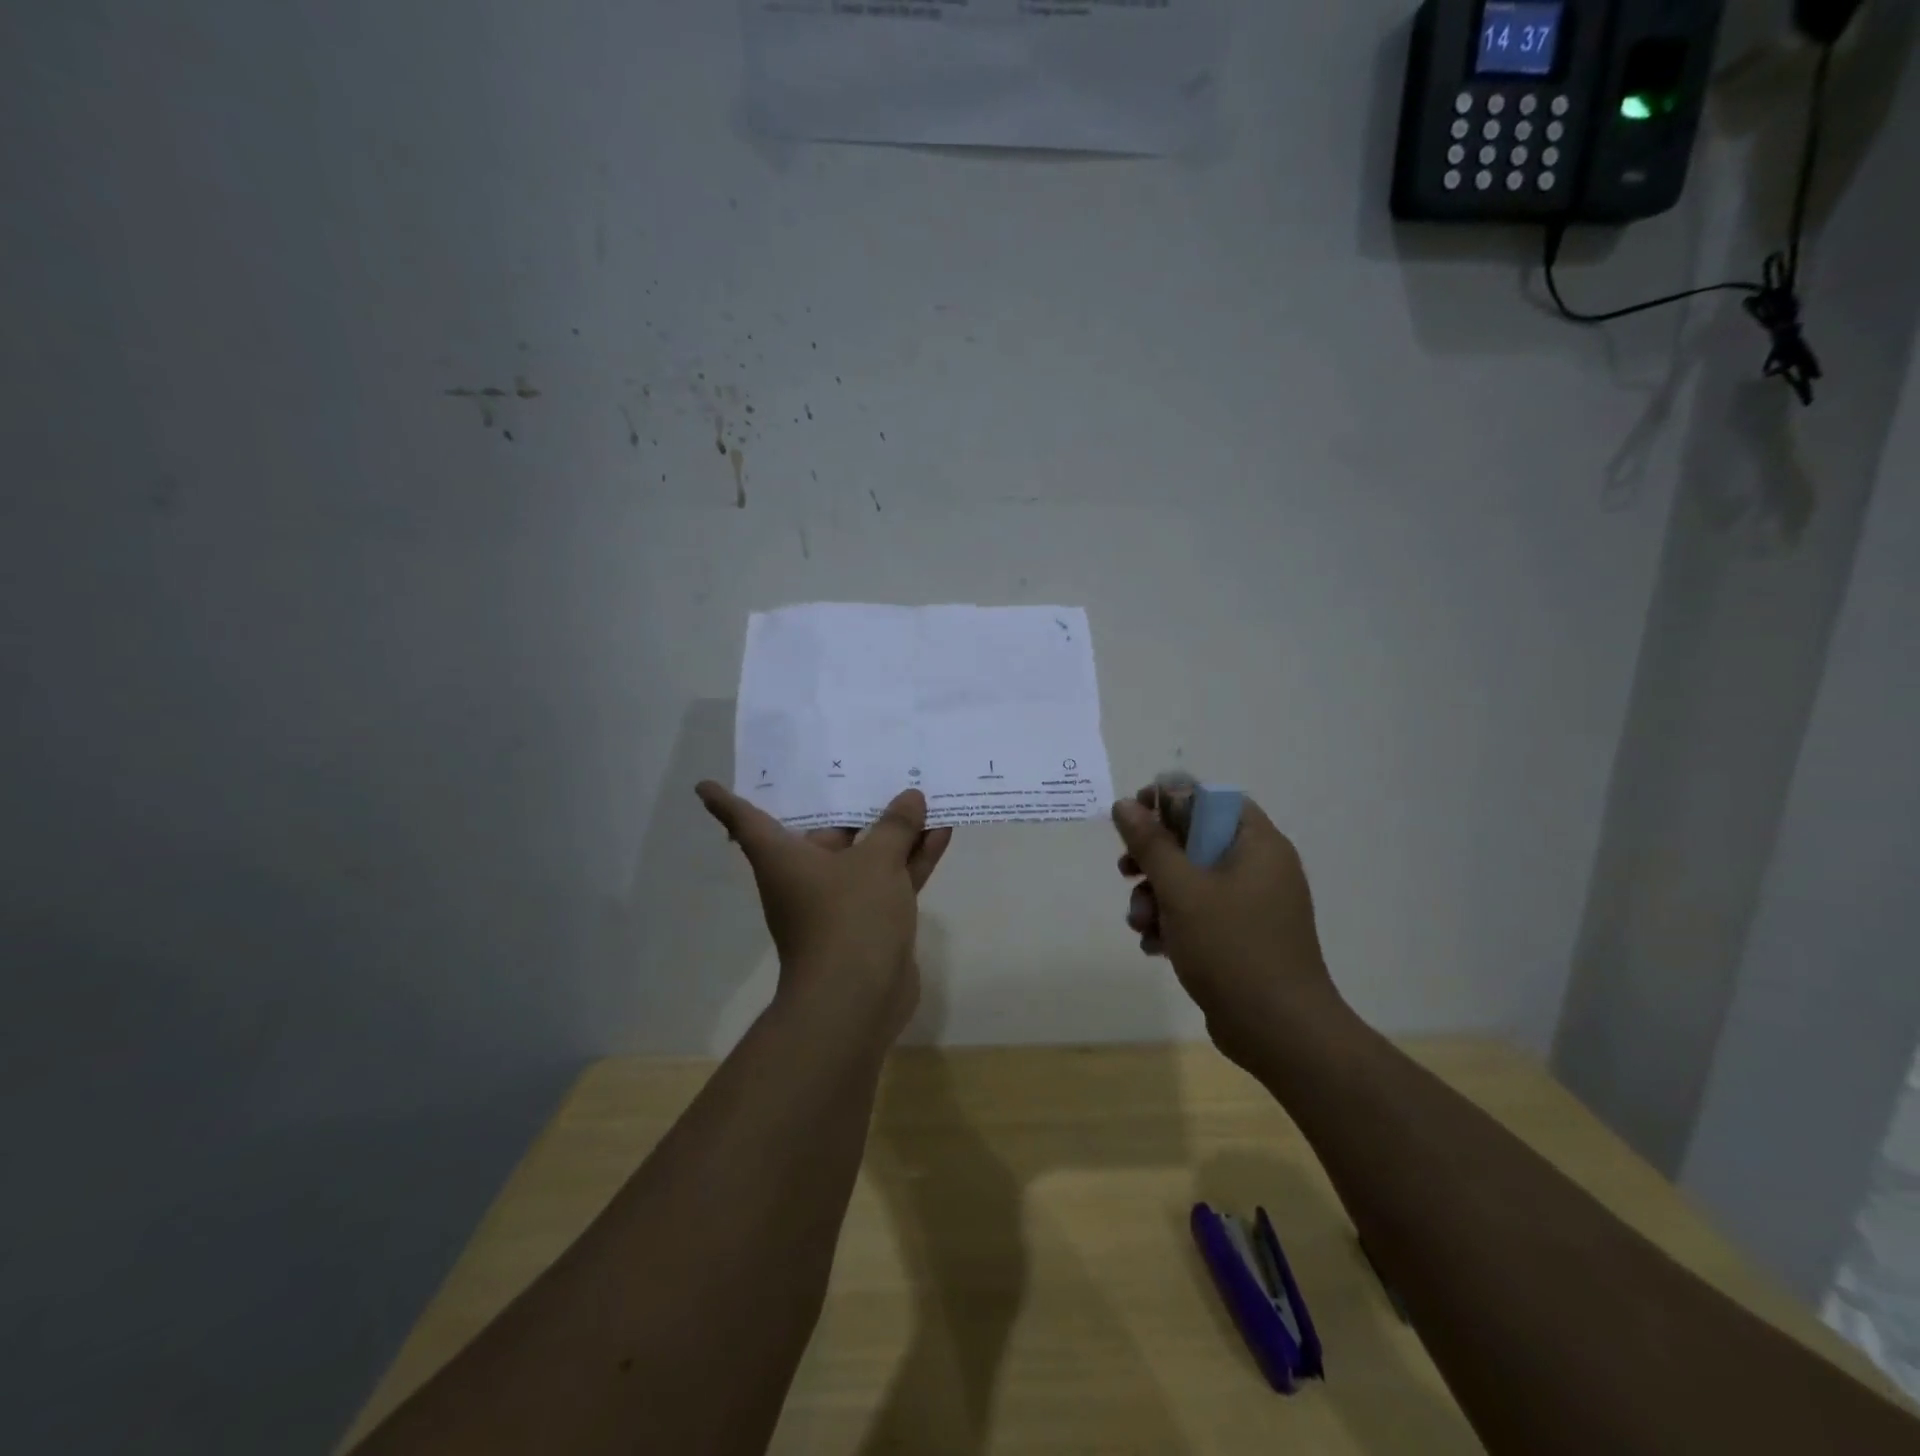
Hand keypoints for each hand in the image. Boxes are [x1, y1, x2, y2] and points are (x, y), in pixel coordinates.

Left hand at [696, 783, 952, 1038]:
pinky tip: (941, 832)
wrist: (858, 1000)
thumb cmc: (849, 917)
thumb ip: (895, 826)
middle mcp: (804, 876)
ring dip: (892, 831)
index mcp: (783, 858)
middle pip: (823, 831)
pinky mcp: (870, 921)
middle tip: (862, 765)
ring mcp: (840, 901)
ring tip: (919, 793)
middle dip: (847, 803)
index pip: (744, 821)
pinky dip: (911, 859)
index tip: (705, 784)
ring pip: (866, 855)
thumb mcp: (876, 861)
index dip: (725, 801)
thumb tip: (910, 798)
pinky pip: (890, 879)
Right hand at [1111, 786, 1338, 1066]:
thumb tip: (1124, 805)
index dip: (1171, 800)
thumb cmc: (1232, 947)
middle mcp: (1261, 868)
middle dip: (1154, 860)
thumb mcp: (1182, 890)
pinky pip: (1202, 915)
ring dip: (1157, 897)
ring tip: (1139, 923)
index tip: (1134, 816)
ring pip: (1192, 882)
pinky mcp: (1244, 938)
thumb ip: (1151, 844)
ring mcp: (1254, 906)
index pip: (1212, 800)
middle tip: (1126, 870)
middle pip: (1196, 842)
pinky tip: (1155, 946)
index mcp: (1258, 845)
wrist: (1279, 1032)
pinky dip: (1175, 923)